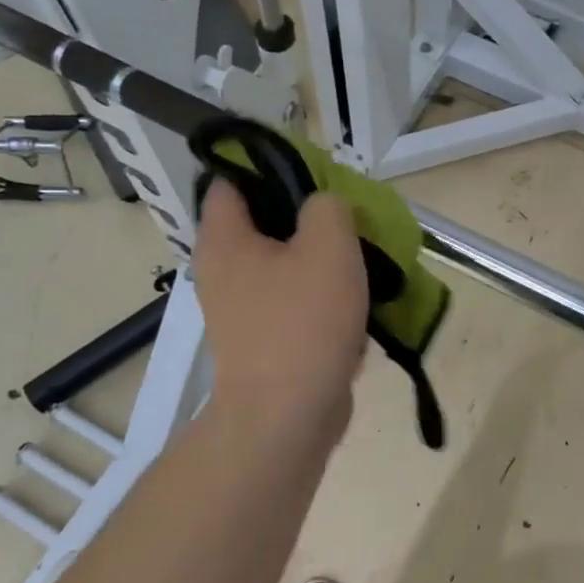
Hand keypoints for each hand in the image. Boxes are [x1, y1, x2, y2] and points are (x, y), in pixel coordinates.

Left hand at [192, 179, 368, 450]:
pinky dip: (321, 301)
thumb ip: (327, 206)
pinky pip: (294, 304)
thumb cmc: (303, 322)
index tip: (314, 172)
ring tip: (360, 261)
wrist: (288, 417)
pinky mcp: (263, 341)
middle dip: (309, 218)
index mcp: (224, 239)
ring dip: (322, 262)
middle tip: (348, 218)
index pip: (231, 179)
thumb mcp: (328, 244)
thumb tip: (323, 207)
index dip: (269, 165)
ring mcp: (241, 310)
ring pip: (285, 265)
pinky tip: (354, 307)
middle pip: (264, 223)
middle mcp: (222, 270)